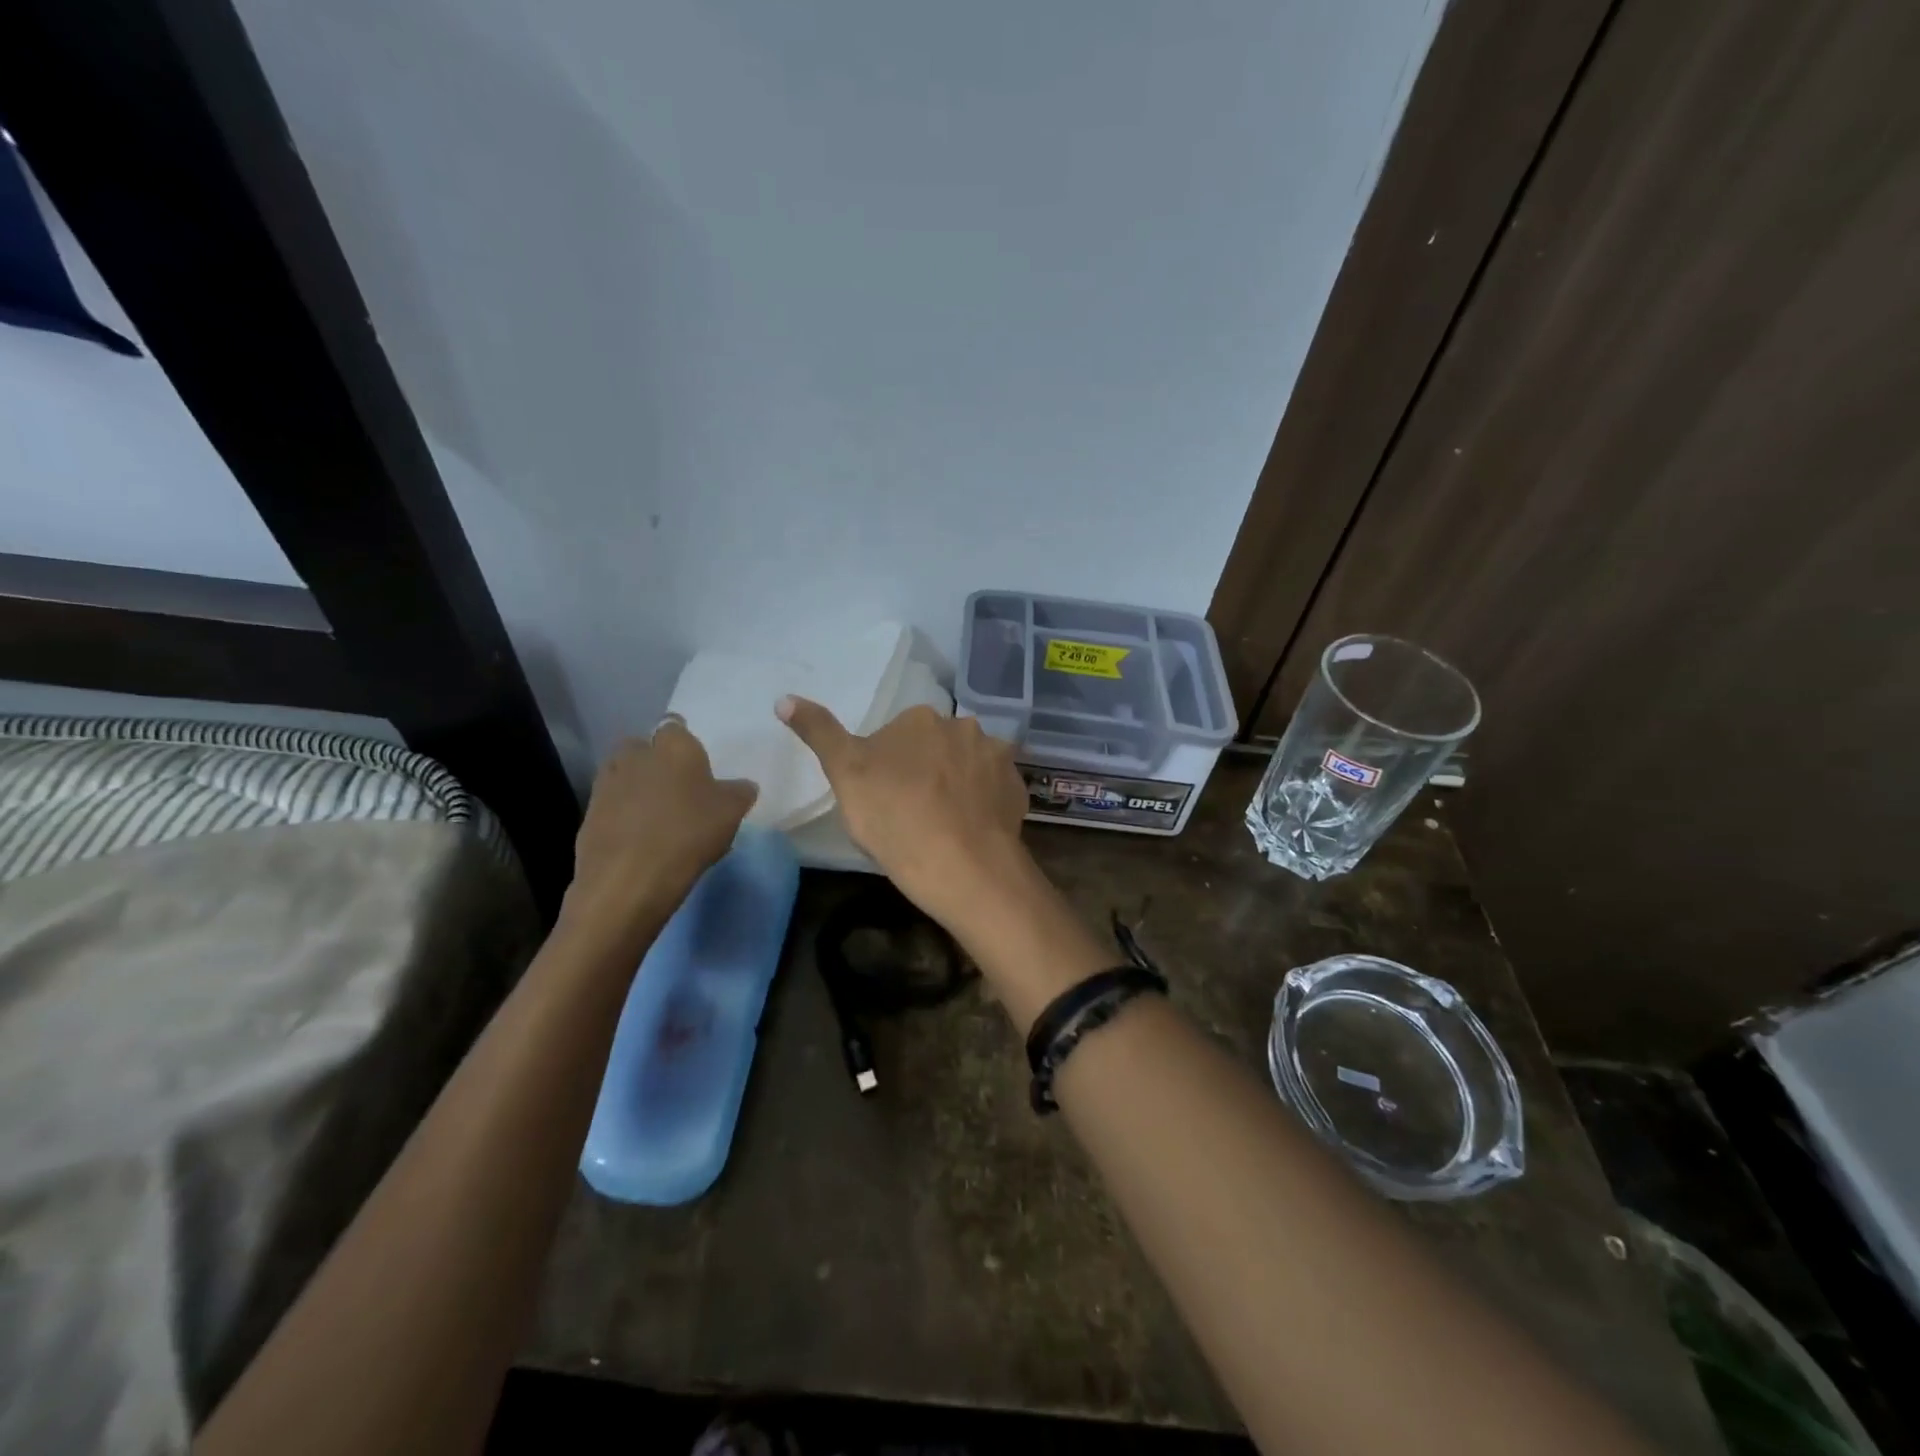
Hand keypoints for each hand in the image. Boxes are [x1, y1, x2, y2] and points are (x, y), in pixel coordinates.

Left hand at [562, 718, 757, 950]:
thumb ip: (740, 793)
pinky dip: (623, 815)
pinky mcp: (589, 815)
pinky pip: (611, 805)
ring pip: (624, 774)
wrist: (629, 879)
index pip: (676, 726)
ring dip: (637, 787)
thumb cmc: (689, 833)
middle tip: (678, 788)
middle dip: (656, 761)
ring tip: (658, 816)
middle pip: (643, 747)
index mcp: (673, 746)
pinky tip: (641, 839)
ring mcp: (607, 784)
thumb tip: (743, 786)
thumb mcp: (732, 813)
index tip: (697, 765)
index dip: (686, 743)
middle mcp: (636, 755)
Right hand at [776, 696, 1030, 929]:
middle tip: (912, 813)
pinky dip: (983, 805)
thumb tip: (784, 699)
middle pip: (937, 747)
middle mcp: (965, 726)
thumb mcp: (844, 774)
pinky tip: (970, 831)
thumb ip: (819, 732)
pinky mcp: (1018, 789)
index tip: (884, 799)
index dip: (888, 768)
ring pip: (969, 767)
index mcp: (921, 718)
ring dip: (958, 786)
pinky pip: (994, 791)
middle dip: (926, 771)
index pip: (899, 736)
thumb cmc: (894, 817)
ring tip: (945, 826)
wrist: (962, 866)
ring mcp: (997, 758)